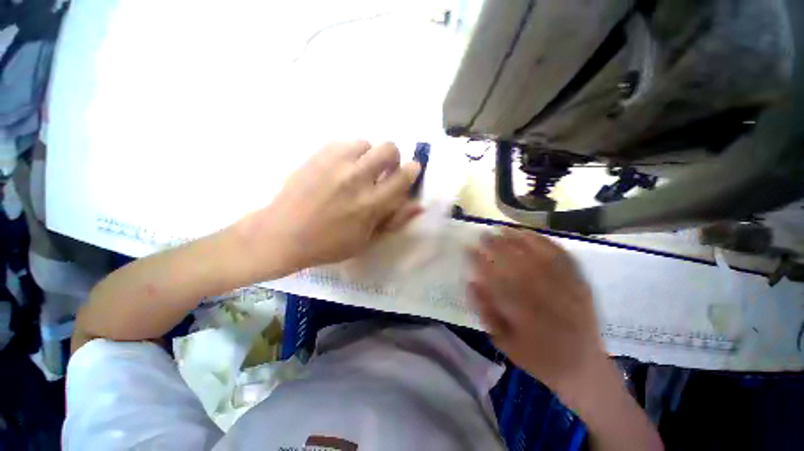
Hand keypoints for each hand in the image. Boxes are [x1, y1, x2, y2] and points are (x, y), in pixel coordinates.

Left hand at [235, 141, 421, 277]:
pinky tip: (340, 169)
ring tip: (357, 171)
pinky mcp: (317, 155)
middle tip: (383, 172)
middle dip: (393, 158)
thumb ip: (395, 220)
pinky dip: (349, 154)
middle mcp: (357, 178)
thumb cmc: (329, 245)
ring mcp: (335, 163)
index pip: (403, 176)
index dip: (412, 170)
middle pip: (389, 149)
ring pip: (366, 143)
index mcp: (371, 204)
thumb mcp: (367, 240)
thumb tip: (418, 205)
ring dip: (368, 156)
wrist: (282, 234)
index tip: (411, 171)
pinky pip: (343, 143)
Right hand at [468, 228, 606, 401]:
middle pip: (518, 264)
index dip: (481, 262)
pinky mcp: (580, 283)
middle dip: (497, 246)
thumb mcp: (503, 341)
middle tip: (483, 234)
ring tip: (501, 229)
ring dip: (518, 239)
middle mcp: (546, 299)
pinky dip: (544, 242)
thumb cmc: (537, 357)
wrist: (583, 366)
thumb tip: (471, 282)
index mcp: (525, 316)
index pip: (497, 281)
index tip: (469, 249)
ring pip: (539, 256)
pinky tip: (529, 233)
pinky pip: (562, 256)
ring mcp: (567, 289)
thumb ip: (486, 311)